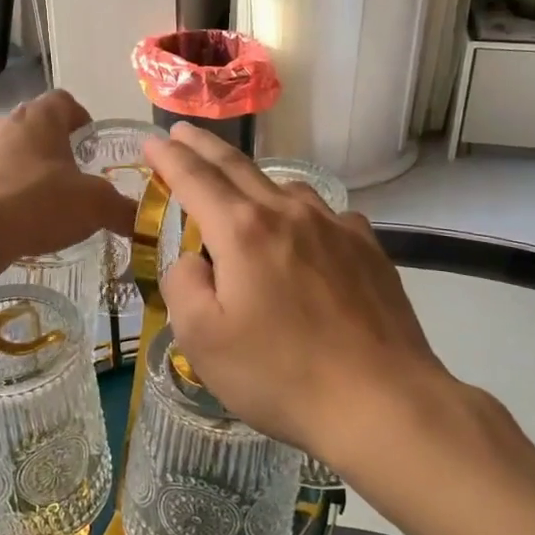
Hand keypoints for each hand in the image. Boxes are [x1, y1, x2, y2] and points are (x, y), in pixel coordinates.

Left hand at [0, 91, 135, 265]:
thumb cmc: (40, 204)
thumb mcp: (95, 207)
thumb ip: (123, 210)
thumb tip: (142, 222)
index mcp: (40, 118)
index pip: (64, 101)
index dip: (81, 118)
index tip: (90, 143)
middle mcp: (5, 123)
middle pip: (35, 125)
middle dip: (54, 147)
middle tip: (73, 175)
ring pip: (9, 151)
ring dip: (26, 168)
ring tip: (42, 201)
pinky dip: (2, 191)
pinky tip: (13, 220)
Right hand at [141, 125, 463, 469]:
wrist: (382, 401)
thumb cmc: (280, 375)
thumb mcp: (202, 340)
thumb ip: (183, 285)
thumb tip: (194, 260)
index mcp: (242, 231)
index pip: (194, 178)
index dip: (168, 157)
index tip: (151, 141)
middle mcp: (288, 213)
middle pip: (238, 167)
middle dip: (204, 147)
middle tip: (183, 132)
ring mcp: (335, 226)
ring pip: (284, 188)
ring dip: (253, 182)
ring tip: (240, 192)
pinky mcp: (368, 247)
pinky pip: (323, 215)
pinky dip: (299, 214)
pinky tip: (303, 235)